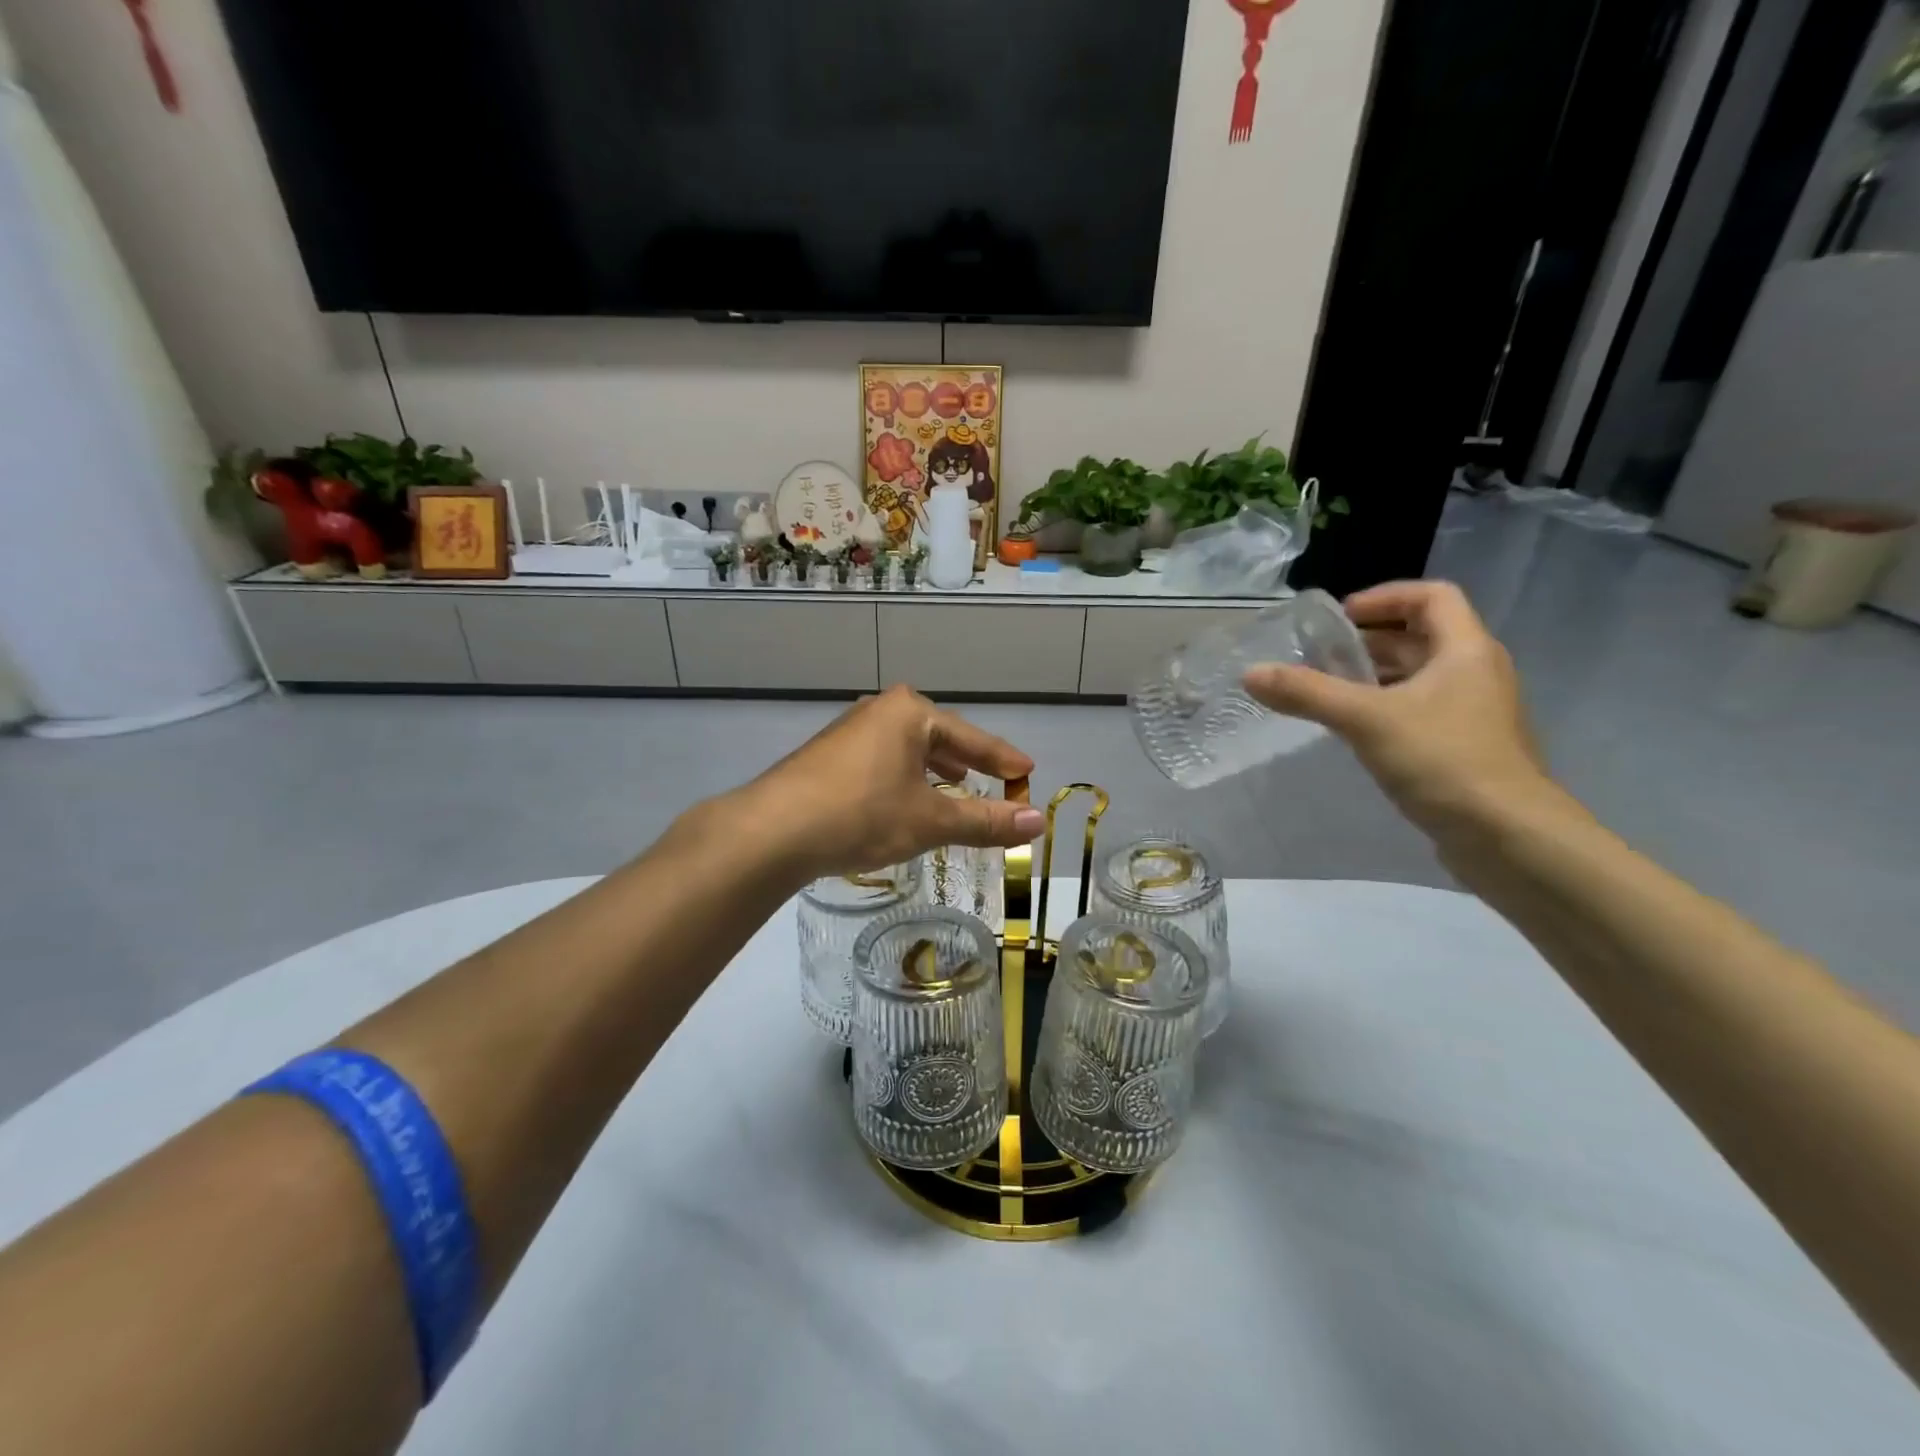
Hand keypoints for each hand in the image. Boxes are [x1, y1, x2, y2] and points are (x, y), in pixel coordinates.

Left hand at [737, 686, 1046, 881]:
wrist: (773, 830)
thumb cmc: (862, 815)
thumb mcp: (930, 819)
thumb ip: (986, 820)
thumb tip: (1038, 822)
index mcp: (910, 712)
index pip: (972, 737)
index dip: (1003, 759)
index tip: (1028, 772)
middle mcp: (880, 710)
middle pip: (940, 736)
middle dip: (969, 761)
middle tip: (998, 780)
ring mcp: (850, 730)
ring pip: (908, 748)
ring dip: (936, 769)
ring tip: (957, 786)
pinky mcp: (828, 755)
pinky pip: (883, 760)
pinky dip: (906, 777)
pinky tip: (906, 797)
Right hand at [1243, 581, 1555, 840]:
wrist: (1508, 837)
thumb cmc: (1443, 761)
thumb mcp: (1366, 720)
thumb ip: (1307, 693)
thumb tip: (1251, 673)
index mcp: (1465, 650)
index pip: (1431, 596)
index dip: (1384, 597)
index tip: (1339, 618)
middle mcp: (1475, 672)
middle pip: (1420, 637)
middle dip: (1368, 642)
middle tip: (1318, 657)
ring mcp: (1473, 712)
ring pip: (1418, 677)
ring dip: (1374, 677)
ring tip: (1326, 692)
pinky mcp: (1465, 747)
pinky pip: (1420, 711)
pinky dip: (1385, 709)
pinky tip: (1353, 732)